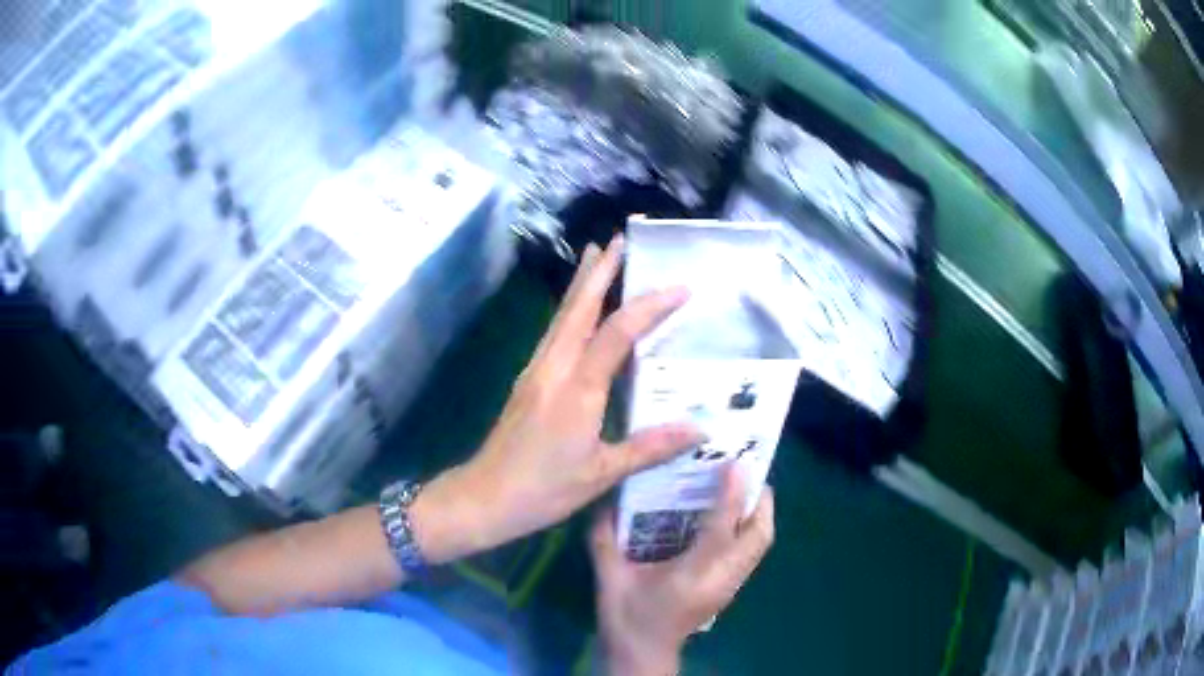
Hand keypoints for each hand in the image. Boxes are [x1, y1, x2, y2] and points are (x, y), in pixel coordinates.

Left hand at [411, 236, 705, 562]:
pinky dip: (570, 310)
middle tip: (619, 239)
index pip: (618, 333)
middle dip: (600, 271)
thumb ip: (650, 447)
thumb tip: (700, 428)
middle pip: (579, 308)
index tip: (680, 287)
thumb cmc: (543, 490)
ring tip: (595, 256)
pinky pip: (554, 333)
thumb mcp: (602, 474)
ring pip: (562, 316)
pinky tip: (577, 310)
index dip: (650, 306)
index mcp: (577, 389)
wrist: (483, 498)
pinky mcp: (527, 381)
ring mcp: (536, 371)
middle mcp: (554, 368)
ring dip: (581, 284)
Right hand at [589, 470, 775, 675]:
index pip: (720, 530)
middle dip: (760, 501)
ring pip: (760, 545)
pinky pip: (751, 553)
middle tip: (745, 471)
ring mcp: (729, 586)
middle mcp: (720, 579)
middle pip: (759, 537)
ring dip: (759, 513)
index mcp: (691, 575)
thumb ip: (603, 536)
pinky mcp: (728, 589)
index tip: (735, 463)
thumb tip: (602, 496)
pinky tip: (728, 517)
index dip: (731, 495)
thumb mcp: (609, 576)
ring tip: (741, 487)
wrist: (642, 653)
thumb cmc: (626, 616)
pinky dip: (750, 529)